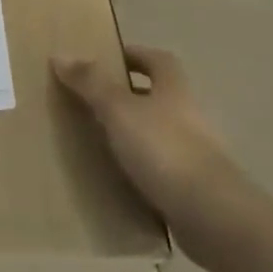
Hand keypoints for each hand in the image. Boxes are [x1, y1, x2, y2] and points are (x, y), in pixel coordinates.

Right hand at [53, 45, 234, 220]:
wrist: (212, 216)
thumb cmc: (164, 148)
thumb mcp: (119, 109)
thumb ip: (90, 82)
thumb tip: (60, 55)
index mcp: (174, 88)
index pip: (157, 60)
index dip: (134, 55)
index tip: (105, 61)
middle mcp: (188, 115)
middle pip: (156, 97)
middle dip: (127, 98)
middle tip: (90, 103)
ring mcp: (194, 155)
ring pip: (156, 135)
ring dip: (131, 136)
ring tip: (95, 143)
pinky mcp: (192, 190)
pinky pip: (159, 172)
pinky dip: (139, 172)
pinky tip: (116, 182)